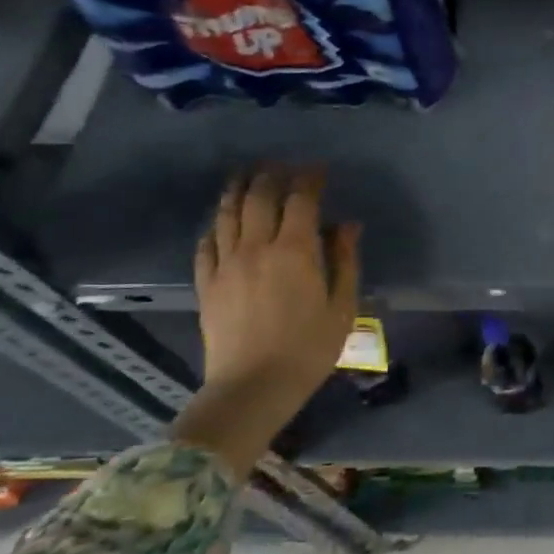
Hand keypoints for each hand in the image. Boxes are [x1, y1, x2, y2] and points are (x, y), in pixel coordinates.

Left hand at [193, 166, 360, 425]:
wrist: (253, 387)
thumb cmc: (309, 349)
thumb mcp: (343, 306)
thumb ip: (344, 260)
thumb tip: (347, 225)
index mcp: (294, 251)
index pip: (300, 200)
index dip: (309, 179)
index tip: (318, 169)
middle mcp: (256, 247)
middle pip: (258, 197)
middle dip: (271, 175)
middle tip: (282, 166)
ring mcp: (226, 264)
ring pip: (227, 214)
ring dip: (238, 190)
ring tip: (247, 177)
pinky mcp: (206, 284)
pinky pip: (207, 243)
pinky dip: (216, 225)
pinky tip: (222, 223)